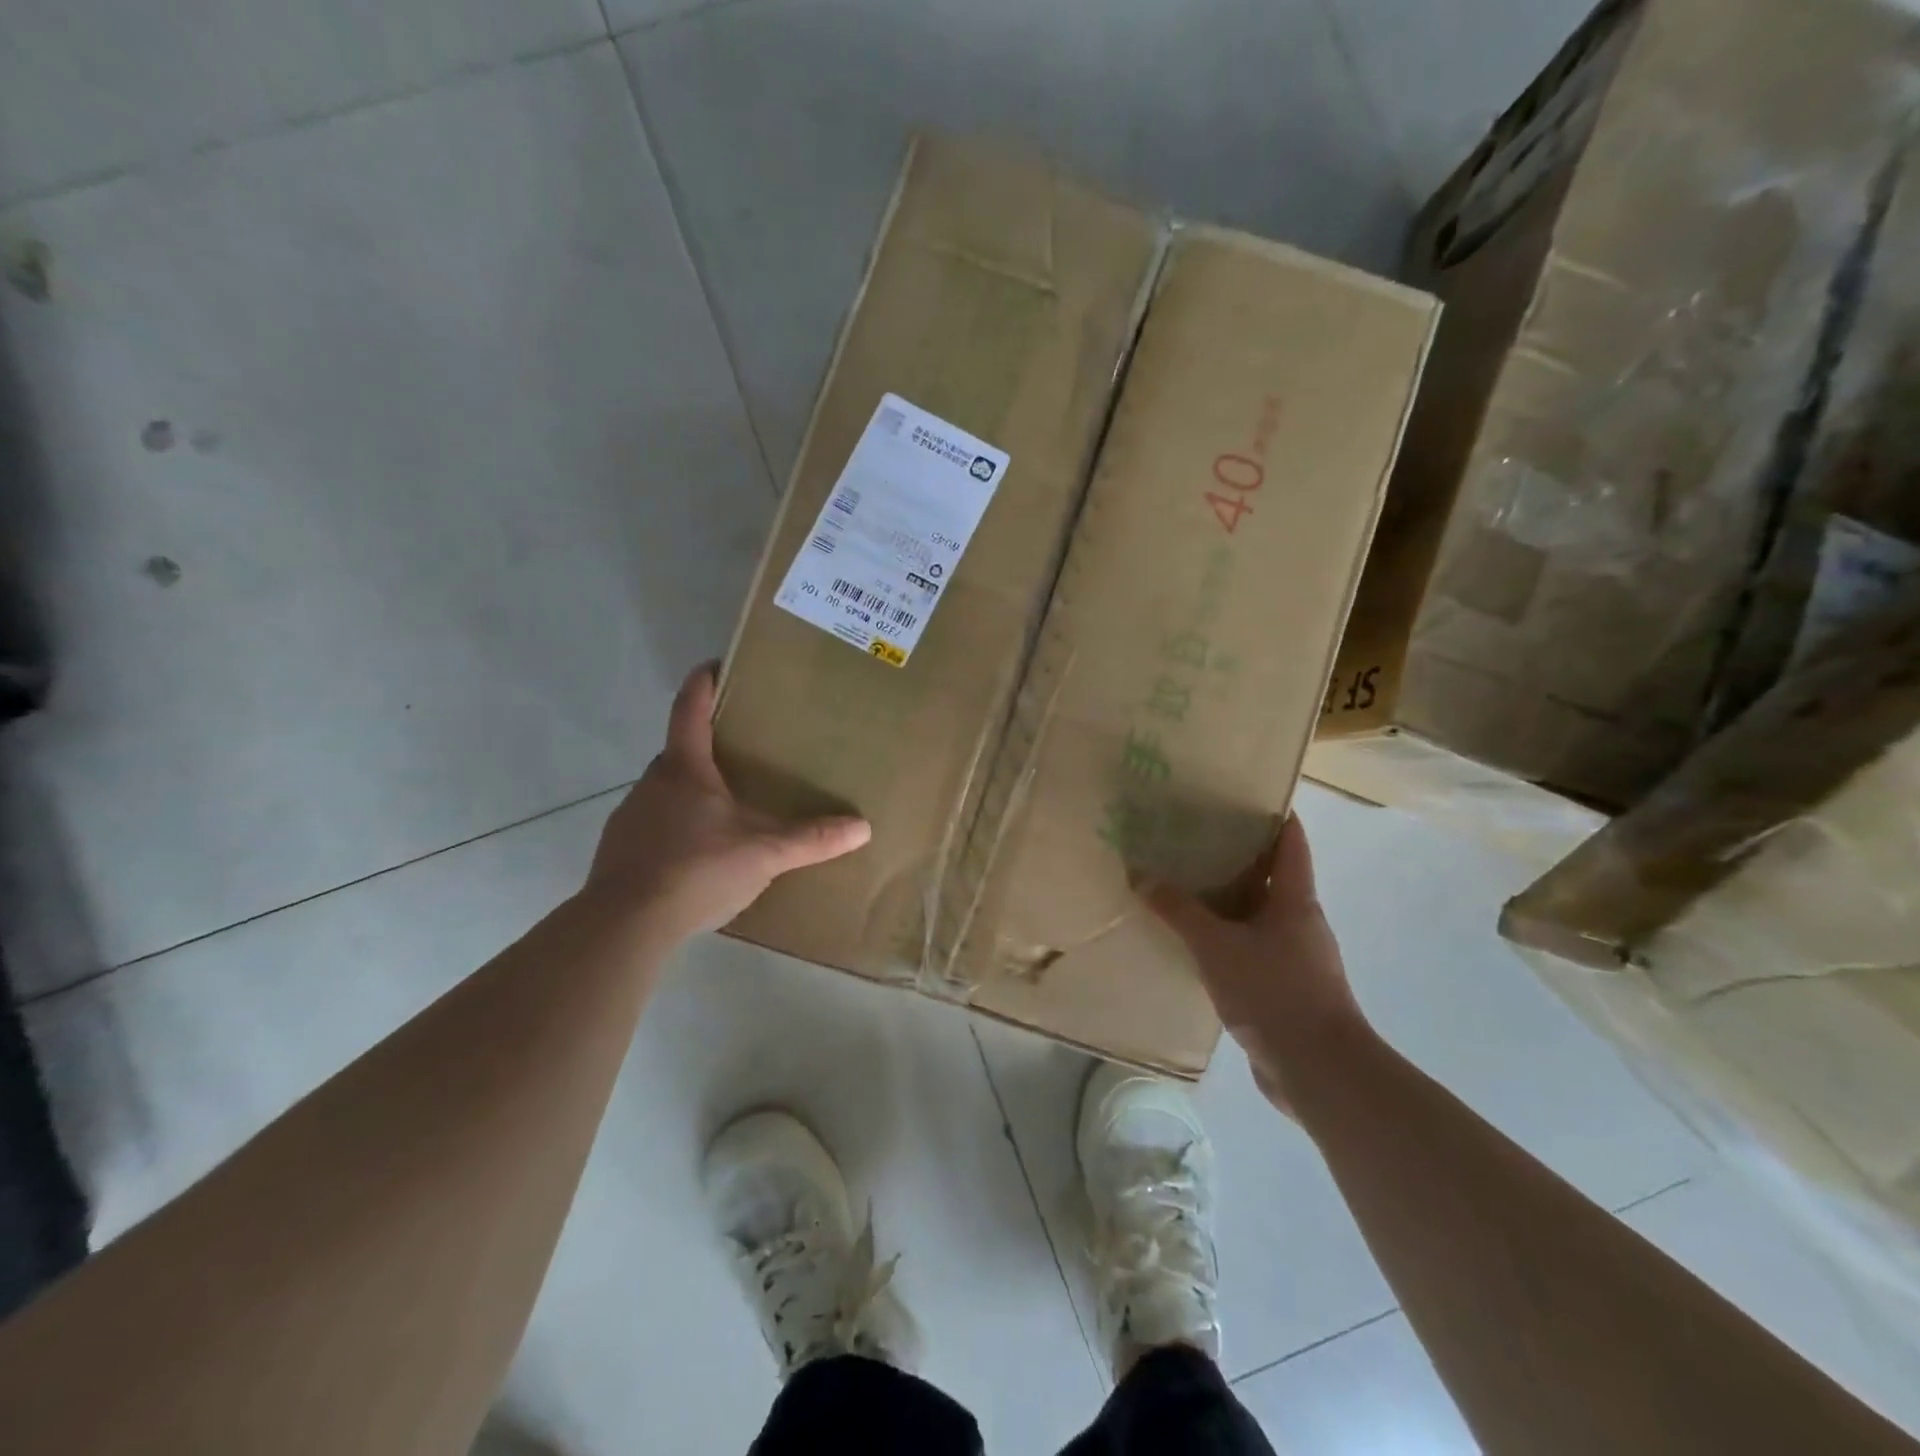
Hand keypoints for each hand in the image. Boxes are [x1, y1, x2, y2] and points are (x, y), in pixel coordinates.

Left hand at [579, 662, 870, 941]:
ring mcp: (630, 816)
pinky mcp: (618, 850)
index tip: (713, 665)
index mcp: (685, 769)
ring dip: (691, 792)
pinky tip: (696, 857)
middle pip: (679, 752)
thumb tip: (862, 827)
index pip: (690, 710)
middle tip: (740, 752)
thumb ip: (811, 840)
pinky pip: (653, 825)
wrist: (625, 924)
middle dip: (706, 747)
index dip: (703, 684)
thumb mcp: (764, 854)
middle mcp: (652, 782)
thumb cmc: (697, 869)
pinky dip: (675, 828)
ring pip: (665, 791)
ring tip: (724, 810)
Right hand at [1143, 815, 1371, 1113]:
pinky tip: (1195, 943)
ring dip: (1227, 901)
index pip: (1291, 841)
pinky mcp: (1286, 990)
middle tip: (1192, 838)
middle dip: (1236, 857)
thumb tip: (1141, 875)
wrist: (1319, 1071)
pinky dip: (1226, 940)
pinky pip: (1251, 950)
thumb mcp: (1216, 945)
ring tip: (1184, 886)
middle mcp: (1300, 922)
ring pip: (1258, 916)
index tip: (1242, 794)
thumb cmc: (1274, 992)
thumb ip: (1178, 910)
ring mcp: (1296, 958)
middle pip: (1271, 876)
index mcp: (1295, 900)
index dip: (1274, 814)